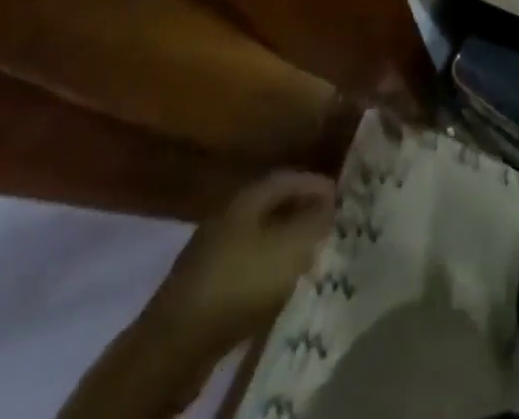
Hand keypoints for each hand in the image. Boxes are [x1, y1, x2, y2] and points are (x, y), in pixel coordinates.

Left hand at [155, 171, 336, 335]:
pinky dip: (267, 270)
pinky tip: (279, 287)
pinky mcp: (206, 287)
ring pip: (260, 237)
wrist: (177, 343)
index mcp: (248, 197)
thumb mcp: (289, 248)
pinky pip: (246, 267)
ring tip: (310, 257)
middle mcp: (229, 215)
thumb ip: (314, 222)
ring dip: (285, 243)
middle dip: (302, 213)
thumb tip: (330, 204)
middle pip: (273, 206)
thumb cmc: (240, 282)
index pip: (289, 177)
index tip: (341, 197)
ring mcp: (213, 251)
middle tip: (329, 226)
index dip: (316, 184)